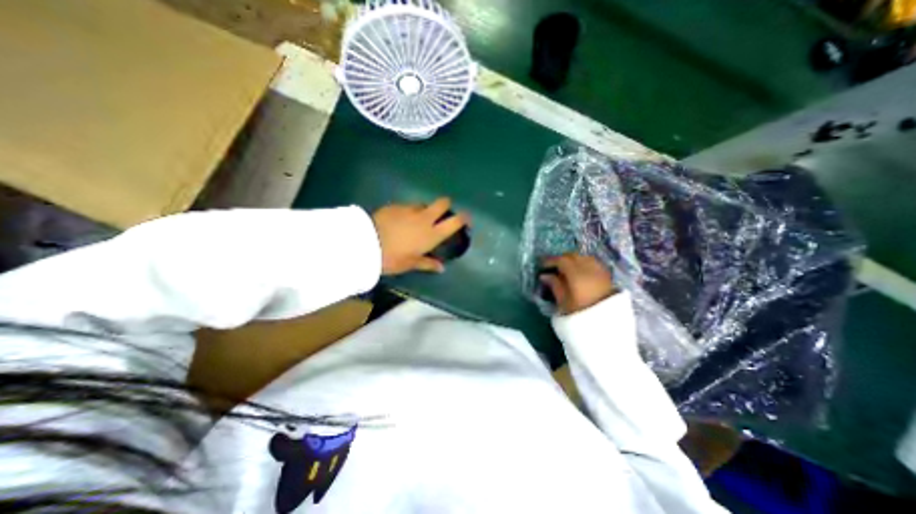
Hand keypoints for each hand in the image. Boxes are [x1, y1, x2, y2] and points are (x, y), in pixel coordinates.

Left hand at [374, 197, 471, 276]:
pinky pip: (406, 206)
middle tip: (440, 213)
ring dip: (423, 210)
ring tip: (414, 220)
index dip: (463, 218)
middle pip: (443, 203)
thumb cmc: (393, 258)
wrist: (366, 244)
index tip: (466, 218)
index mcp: (432, 234)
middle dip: (445, 205)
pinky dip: (406, 212)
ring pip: (423, 204)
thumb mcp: (411, 263)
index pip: (455, 222)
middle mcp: (425, 218)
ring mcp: (410, 209)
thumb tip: (441, 268)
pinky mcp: (396, 205)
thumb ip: (428, 263)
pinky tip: (398, 221)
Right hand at [537, 254, 618, 315]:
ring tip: (566, 269)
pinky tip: (579, 272)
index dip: (551, 260)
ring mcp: (600, 272)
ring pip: (584, 258)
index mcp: (577, 275)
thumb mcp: (563, 302)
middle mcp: (590, 269)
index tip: (542, 264)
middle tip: (552, 266)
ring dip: (574, 260)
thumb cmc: (580, 316)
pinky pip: (594, 263)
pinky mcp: (607, 277)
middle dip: (562, 259)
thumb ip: (554, 285)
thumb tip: (545, 275)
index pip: (562, 260)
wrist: (605, 328)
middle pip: (574, 256)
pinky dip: (584, 264)